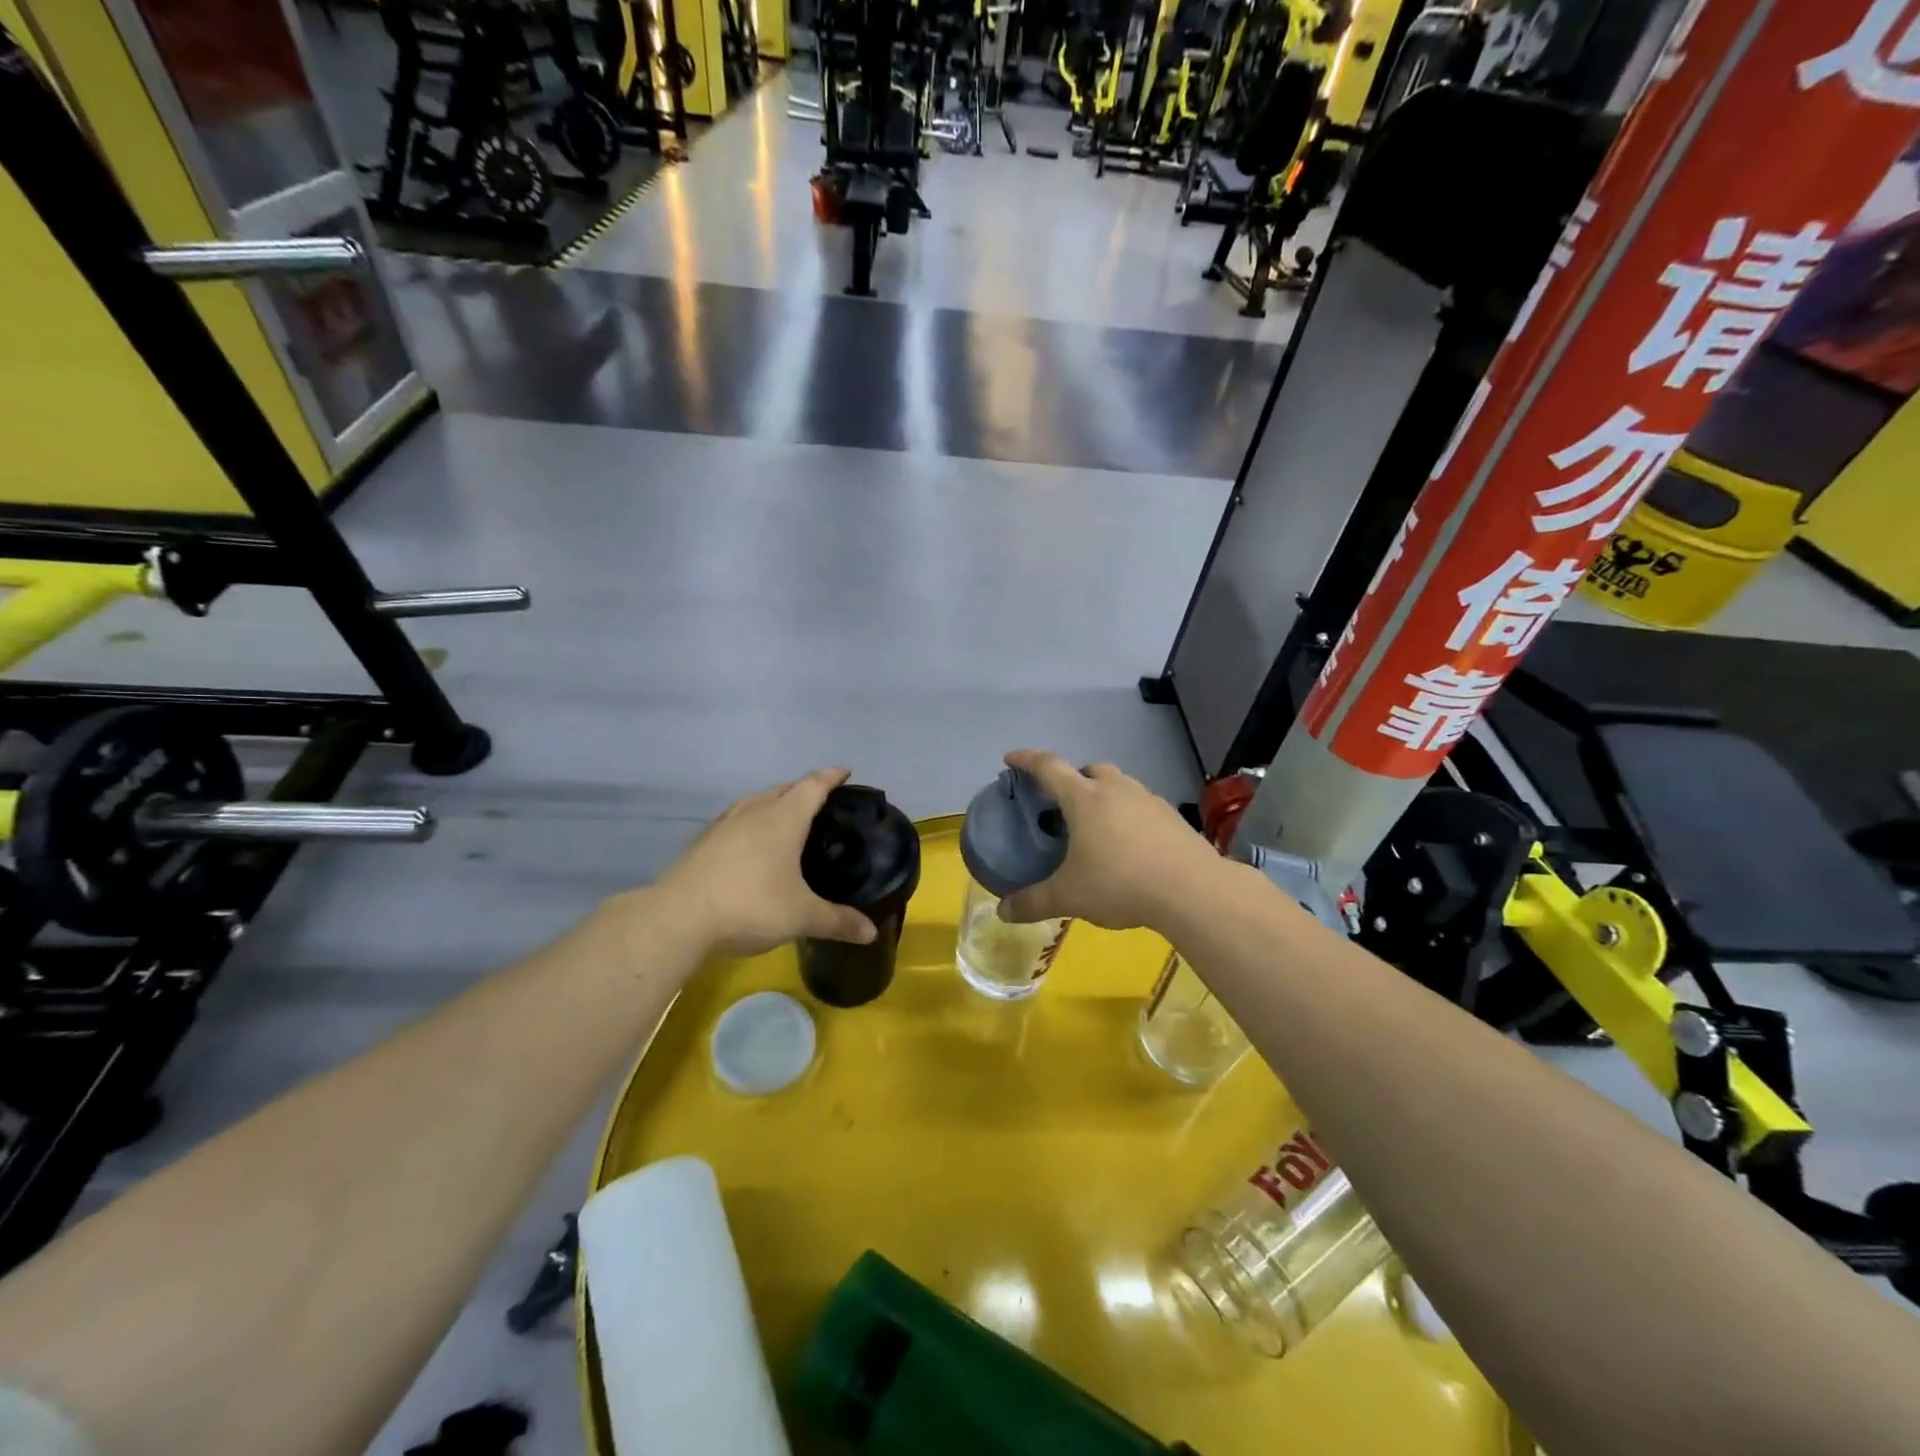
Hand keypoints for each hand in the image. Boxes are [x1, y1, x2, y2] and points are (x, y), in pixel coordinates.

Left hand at [647, 769, 878, 957]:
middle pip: (784, 788)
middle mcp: (754, 811)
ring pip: (756, 801)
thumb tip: (872, 933)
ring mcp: (724, 824)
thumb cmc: (750, 905)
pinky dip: (751, 823)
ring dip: (775, 803)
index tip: (845, 772)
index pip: (813, 785)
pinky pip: (736, 820)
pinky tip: (750, 844)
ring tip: (788, 819)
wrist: (677, 917)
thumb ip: (838, 921)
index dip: (831, 777)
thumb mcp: (801, 917)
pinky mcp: (702, 841)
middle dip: (805, 789)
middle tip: (823, 802)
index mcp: (783, 818)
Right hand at [997, 750, 1221, 932]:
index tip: (1011, 759)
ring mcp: (1149, 800)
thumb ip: (1033, 902)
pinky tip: (1131, 845)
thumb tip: (1003, 911)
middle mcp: (1116, 789)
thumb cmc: (1120, 884)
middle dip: (1073, 779)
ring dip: (1105, 795)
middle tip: (1063, 804)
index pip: (1048, 767)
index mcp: (1084, 798)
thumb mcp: (1069, 896)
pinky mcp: (1173, 817)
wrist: (1192, 890)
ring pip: (1120, 785)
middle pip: (1089, 770)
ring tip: (1098, 827)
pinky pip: (1142, 805)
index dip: (1026, 760)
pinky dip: (1130, 815)